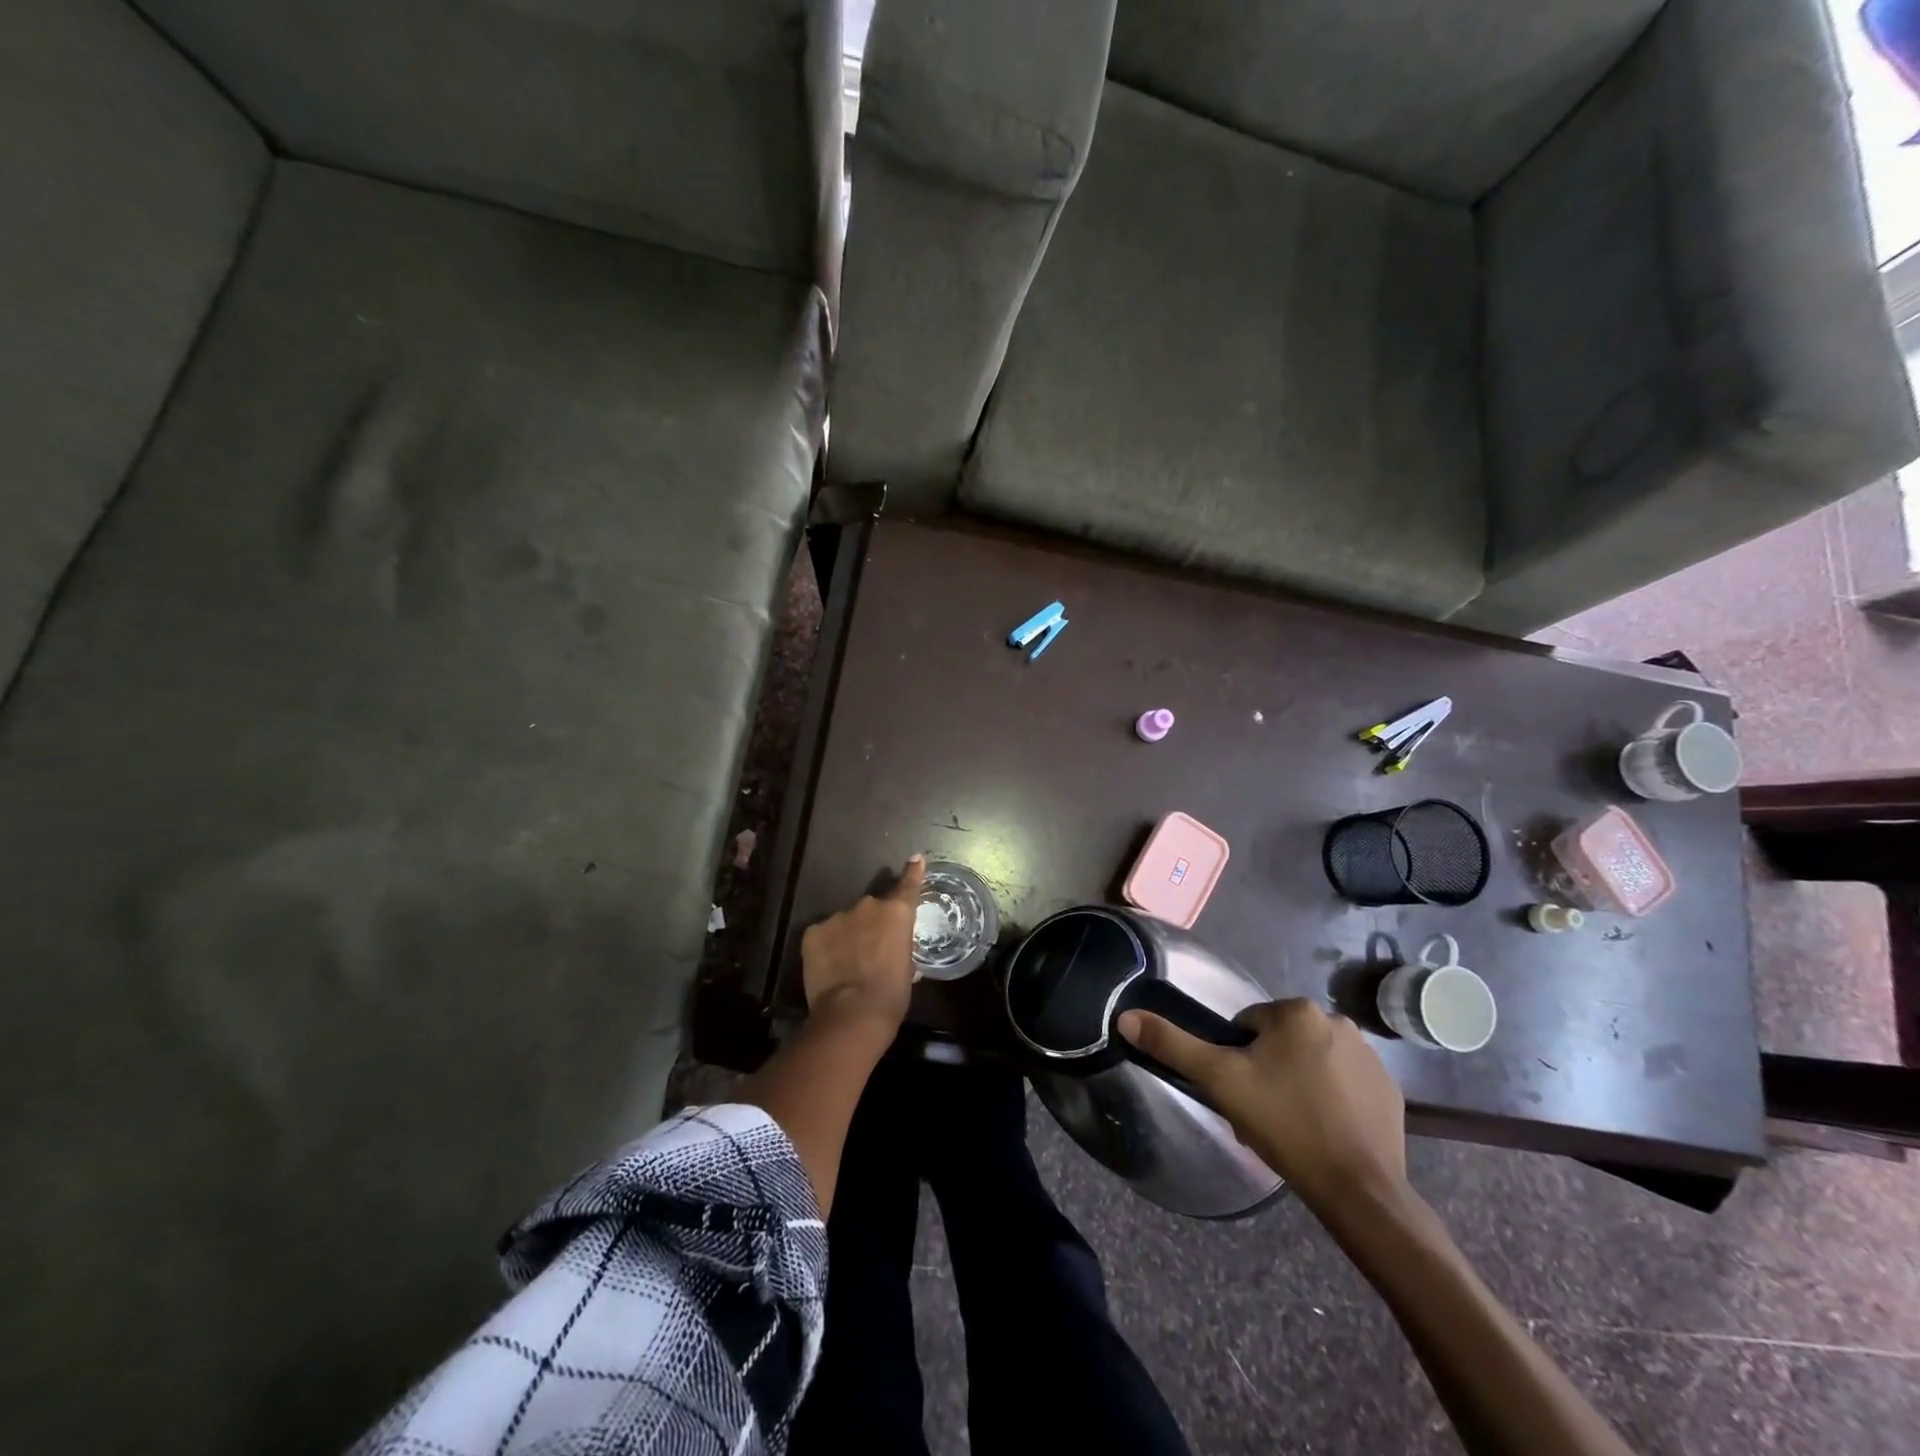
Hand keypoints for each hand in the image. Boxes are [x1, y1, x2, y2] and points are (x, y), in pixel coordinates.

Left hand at [800, 855, 924, 1031]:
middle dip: (873, 923)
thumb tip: (897, 953)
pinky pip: (824, 934)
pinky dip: (827, 946)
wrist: (851, 1014)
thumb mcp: (907, 970)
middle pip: (872, 908)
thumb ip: (902, 949)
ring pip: (846, 921)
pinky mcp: (813, 931)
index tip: (915, 859)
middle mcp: (868, 906)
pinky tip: (829, 966)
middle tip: (872, 949)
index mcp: (897, 913)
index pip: (908, 885)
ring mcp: (838, 916)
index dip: (912, 872)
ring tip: (848, 962)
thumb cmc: (891, 995)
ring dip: (849, 935)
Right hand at [1117, 998, 1405, 1209]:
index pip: (1247, 1025)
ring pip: (1312, 1061)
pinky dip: (1332, 1101)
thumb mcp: (1218, 1081)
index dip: (1236, 1059)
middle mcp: (1337, 1021)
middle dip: (1267, 1071)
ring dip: (1298, 1083)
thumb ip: (1172, 1044)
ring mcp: (1370, 1056)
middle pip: (1281, 1042)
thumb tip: (1126, 1016)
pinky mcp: (1390, 1091)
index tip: (1241, 1093)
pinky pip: (1345, 1084)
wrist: (1359, 1189)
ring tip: (1292, 1126)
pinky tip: (1325, 1132)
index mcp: (1296, 1011)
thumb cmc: (1284, 1124)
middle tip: (1261, 1112)